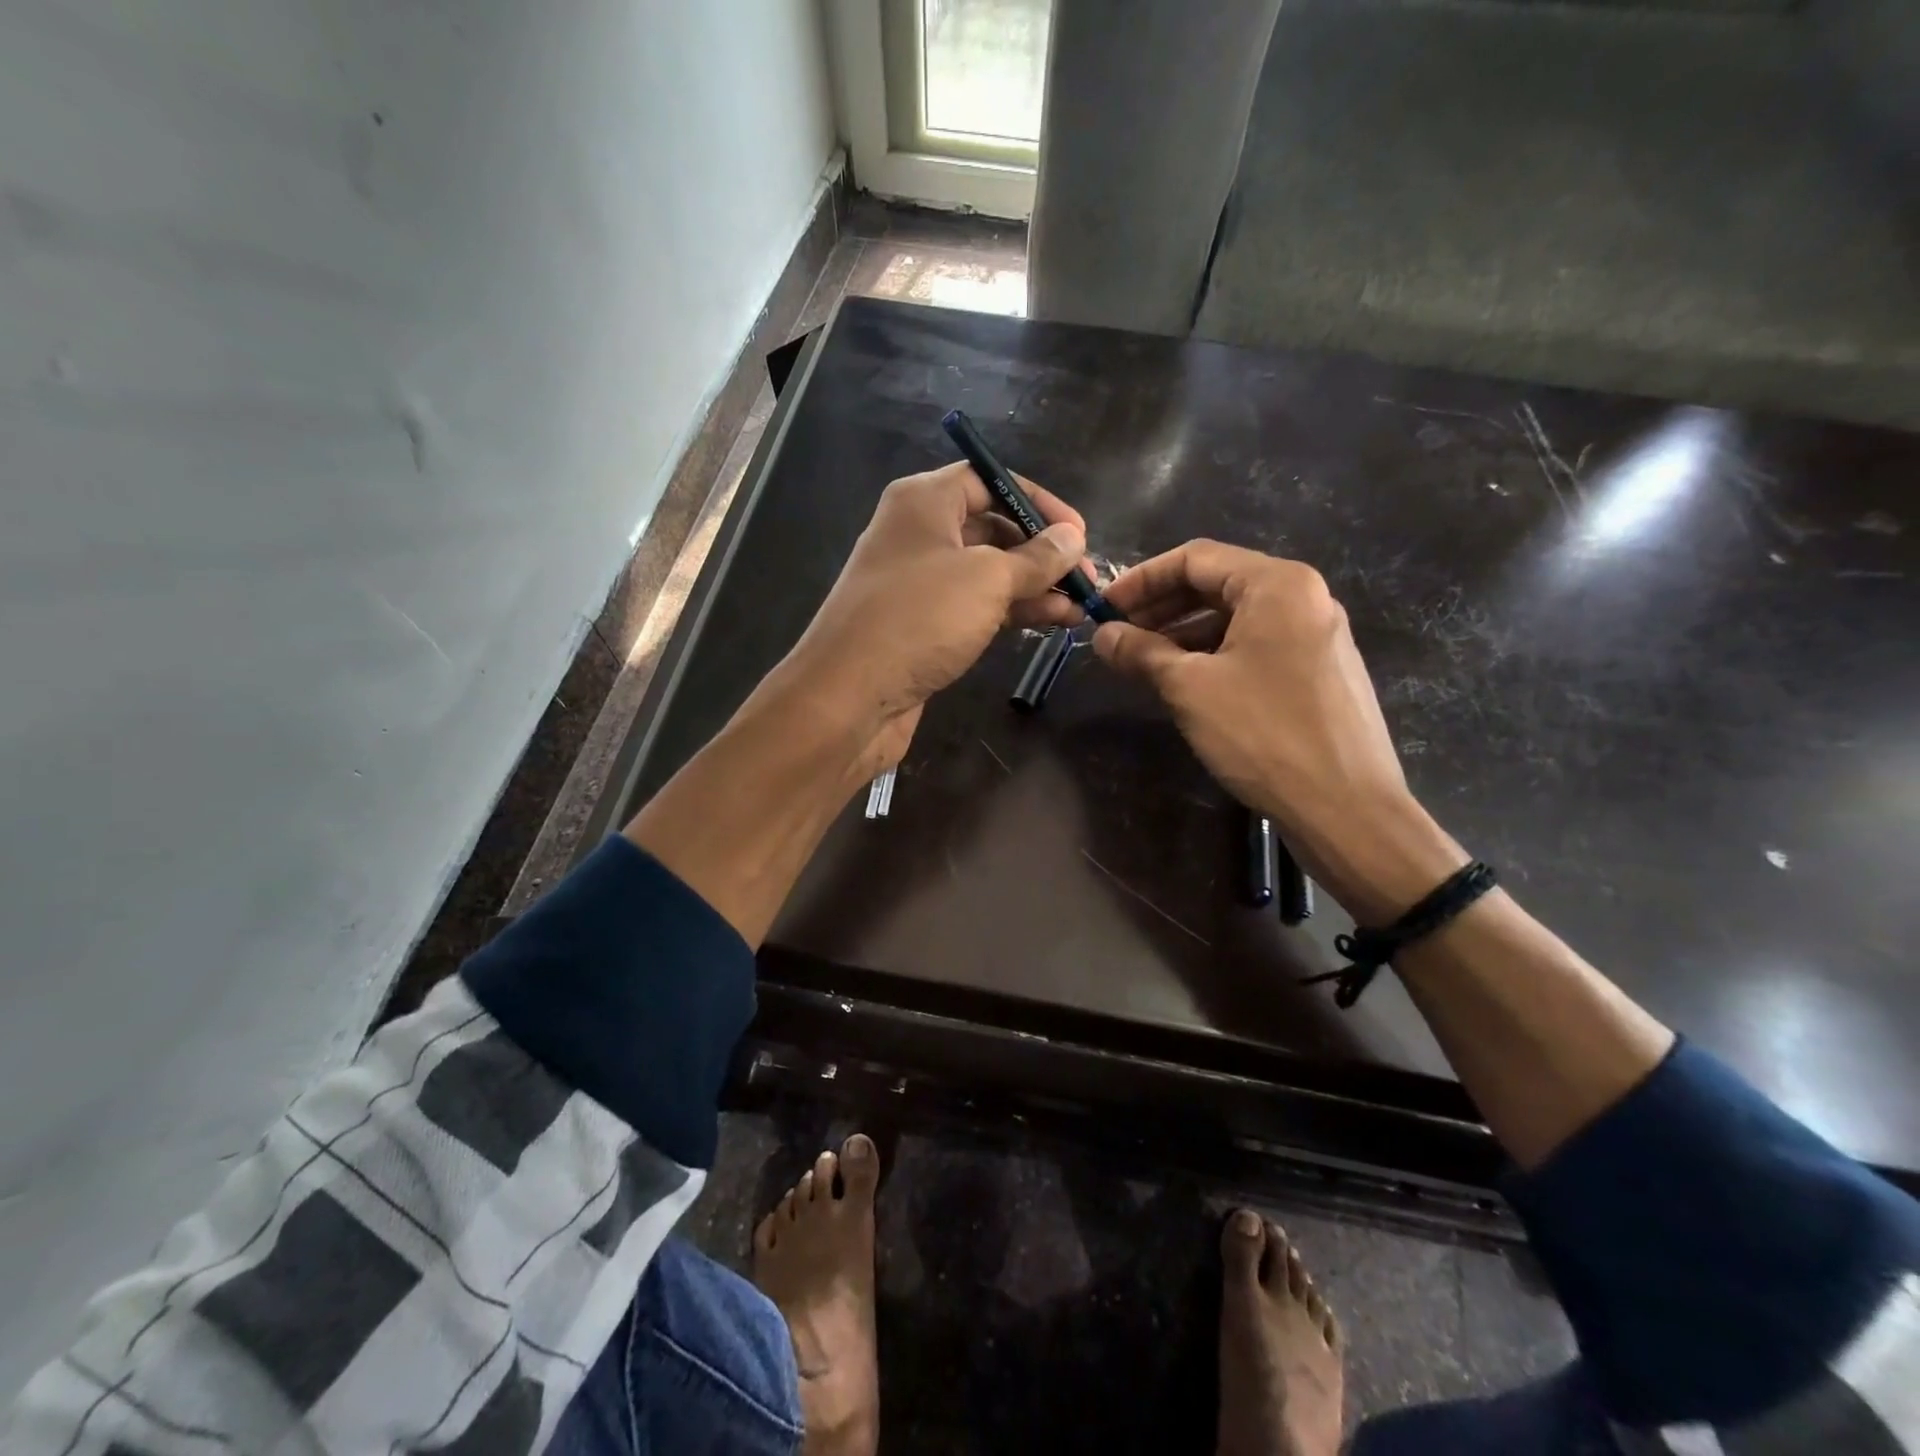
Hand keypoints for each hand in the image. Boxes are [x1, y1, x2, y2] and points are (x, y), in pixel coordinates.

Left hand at [771, 461, 1090, 767]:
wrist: (848, 697)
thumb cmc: (919, 619)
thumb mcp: (988, 580)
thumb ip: (1037, 558)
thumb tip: (1074, 538)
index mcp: (924, 501)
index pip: (991, 480)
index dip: (1038, 503)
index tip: (1079, 533)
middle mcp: (919, 533)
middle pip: (992, 528)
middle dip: (1041, 551)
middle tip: (1085, 578)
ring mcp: (919, 582)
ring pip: (987, 572)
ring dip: (1034, 587)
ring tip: (1080, 606)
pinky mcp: (922, 625)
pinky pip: (975, 606)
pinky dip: (1011, 611)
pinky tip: (1052, 622)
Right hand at [1093, 540, 1465, 921]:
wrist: (1346, 808)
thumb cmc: (1263, 734)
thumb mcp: (1189, 687)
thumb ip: (1142, 652)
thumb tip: (1102, 635)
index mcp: (1278, 584)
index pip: (1195, 558)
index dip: (1141, 580)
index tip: (1104, 608)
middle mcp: (1304, 597)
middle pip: (1217, 584)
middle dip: (1161, 607)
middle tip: (1118, 636)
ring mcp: (1317, 635)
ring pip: (1236, 618)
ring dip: (1184, 634)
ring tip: (1144, 663)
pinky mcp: (1320, 671)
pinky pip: (1257, 645)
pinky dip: (1215, 654)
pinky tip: (1186, 683)